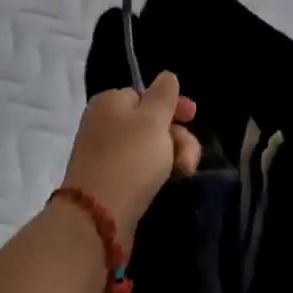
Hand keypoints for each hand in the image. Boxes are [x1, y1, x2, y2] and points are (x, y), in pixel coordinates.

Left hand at [62, 73, 200, 244]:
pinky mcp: (110, 182)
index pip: (146, 94)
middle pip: (151, 122)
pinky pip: (139, 170)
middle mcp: (104, 124)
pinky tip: (166, 184)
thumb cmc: (129, 158)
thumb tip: (166, 76)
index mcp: (109, 102)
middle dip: (177, 136)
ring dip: (172, 156)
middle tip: (188, 158)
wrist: (98, 216)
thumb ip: (164, 94)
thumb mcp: (153, 119)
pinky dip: (156, 174)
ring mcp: (105, 154)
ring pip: (149, 148)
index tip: (194, 117)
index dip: (172, 105)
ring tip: (183, 173)